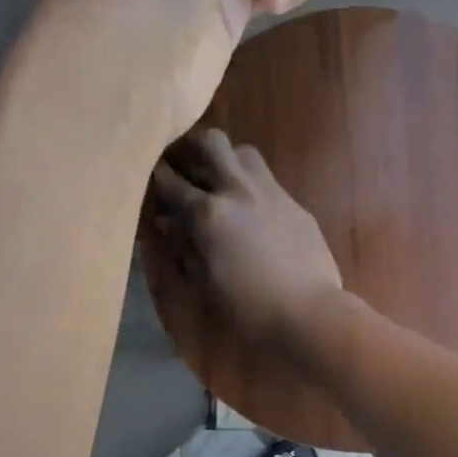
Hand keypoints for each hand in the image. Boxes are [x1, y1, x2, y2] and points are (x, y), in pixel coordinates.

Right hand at [148, 130, 343, 351]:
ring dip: (227, 160)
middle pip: (210, 142)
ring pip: (244, 152)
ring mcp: (272, 194)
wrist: (309, 314)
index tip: (148, 180)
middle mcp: (238, 191)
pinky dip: (253, 187)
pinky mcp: (296, 206)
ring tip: (220, 183)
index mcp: (207, 213)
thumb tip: (166, 225)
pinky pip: (269, 181)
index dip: (154, 176)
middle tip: (185, 168)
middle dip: (191, 147)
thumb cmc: (247, 310)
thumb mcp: (201, 283)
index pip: (169, 180)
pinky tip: (253, 212)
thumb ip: (181, 247)